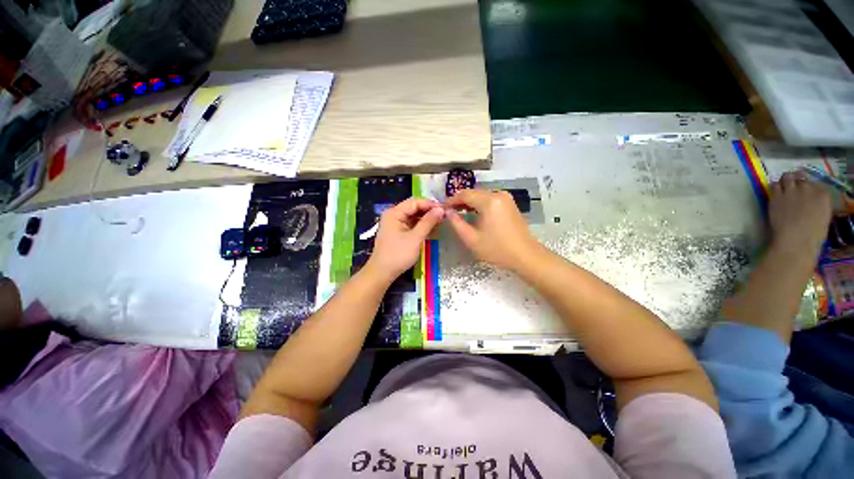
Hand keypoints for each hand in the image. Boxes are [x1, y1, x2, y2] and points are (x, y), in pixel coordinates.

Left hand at [364, 198, 444, 281]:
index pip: (415, 202)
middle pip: (414, 208)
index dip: (430, 204)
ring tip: (441, 221)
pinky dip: (421, 225)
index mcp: (394, 213)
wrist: (382, 272)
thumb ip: (428, 222)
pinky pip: (411, 224)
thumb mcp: (415, 238)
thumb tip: (441, 209)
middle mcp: (393, 215)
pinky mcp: (397, 232)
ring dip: (426, 218)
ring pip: (413, 216)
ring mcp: (395, 223)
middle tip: (444, 215)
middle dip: (429, 211)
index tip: (444, 209)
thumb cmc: (398, 254)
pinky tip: (432, 228)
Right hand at [446, 189, 541, 270]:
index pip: (464, 194)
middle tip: (449, 211)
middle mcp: (498, 194)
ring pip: (481, 195)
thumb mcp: (472, 239)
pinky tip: (473, 213)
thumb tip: (448, 212)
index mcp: (489, 201)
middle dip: (460, 201)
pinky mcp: (509, 204)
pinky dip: (479, 204)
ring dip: (469, 202)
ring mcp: (506, 198)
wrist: (526, 256)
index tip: (442, 208)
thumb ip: (457, 223)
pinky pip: (490, 199)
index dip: (451, 200)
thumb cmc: (497, 249)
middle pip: (473, 193)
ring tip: (458, 212)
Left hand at [769, 171, 831, 253]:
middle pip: (801, 178)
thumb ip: (819, 205)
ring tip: (784, 184)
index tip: (807, 193)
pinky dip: (775, 186)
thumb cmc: (813, 234)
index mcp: (823, 195)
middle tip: (794, 186)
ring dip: (786, 179)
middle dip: (797, 181)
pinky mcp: (776, 196)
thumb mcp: (824, 217)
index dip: (810, 189)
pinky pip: (774, 185)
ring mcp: (791, 191)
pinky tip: (775, 191)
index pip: (816, 185)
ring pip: (787, 177)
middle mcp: (808, 188)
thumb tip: (813, 203)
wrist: (796, 239)